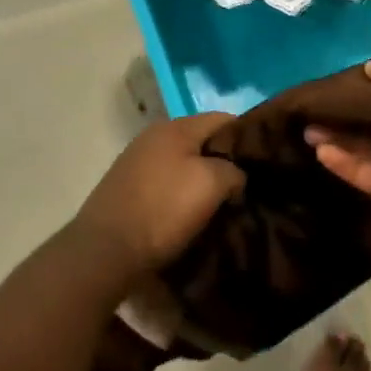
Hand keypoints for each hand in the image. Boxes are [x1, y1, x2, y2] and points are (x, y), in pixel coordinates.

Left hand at [73, 113, 244, 280]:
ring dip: (204, 181)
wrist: (105, 251)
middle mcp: (153, 137)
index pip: (224, 119)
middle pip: (202, 142)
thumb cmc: (163, 209)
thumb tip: (236, 176)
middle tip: (248, 187)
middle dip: (226, 162)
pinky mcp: (128, 188)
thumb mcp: (211, 184)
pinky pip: (167, 184)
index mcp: (174, 126)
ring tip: (224, 205)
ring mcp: (137, 162)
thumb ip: (233, 171)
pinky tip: (193, 215)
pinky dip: (182, 195)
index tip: (266, 162)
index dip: (248, 137)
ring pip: (184, 164)